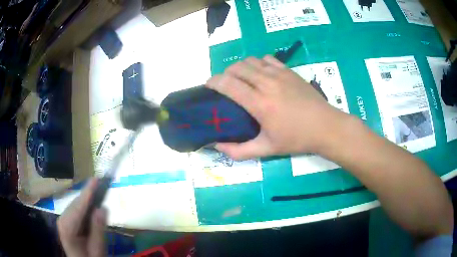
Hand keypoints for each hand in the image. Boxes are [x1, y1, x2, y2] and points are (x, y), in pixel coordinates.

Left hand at [57, 178, 106, 256]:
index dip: (87, 193)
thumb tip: (102, 208)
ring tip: (98, 189)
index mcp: (67, 228)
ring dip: (87, 198)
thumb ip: (98, 231)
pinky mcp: (67, 220)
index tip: (96, 179)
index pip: (78, 207)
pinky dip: (85, 205)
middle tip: (101, 182)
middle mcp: (62, 219)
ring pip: (76, 205)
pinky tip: (91, 202)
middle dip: (88, 194)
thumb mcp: (97, 250)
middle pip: (76, 204)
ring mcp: (63, 219)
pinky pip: (76, 209)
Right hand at [206, 55, 349, 159]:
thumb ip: (239, 151)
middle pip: (237, 68)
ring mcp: (279, 74)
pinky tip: (261, 74)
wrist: (325, 127)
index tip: (208, 85)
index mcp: (259, 103)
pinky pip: (267, 59)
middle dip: (225, 73)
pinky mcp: (289, 71)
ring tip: (242, 79)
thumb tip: (217, 146)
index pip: (228, 84)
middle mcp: (266, 83)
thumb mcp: (267, 149)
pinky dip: (258, 63)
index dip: (214, 81)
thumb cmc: (296, 139)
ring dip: (241, 67)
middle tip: (225, 85)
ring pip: (251, 61)